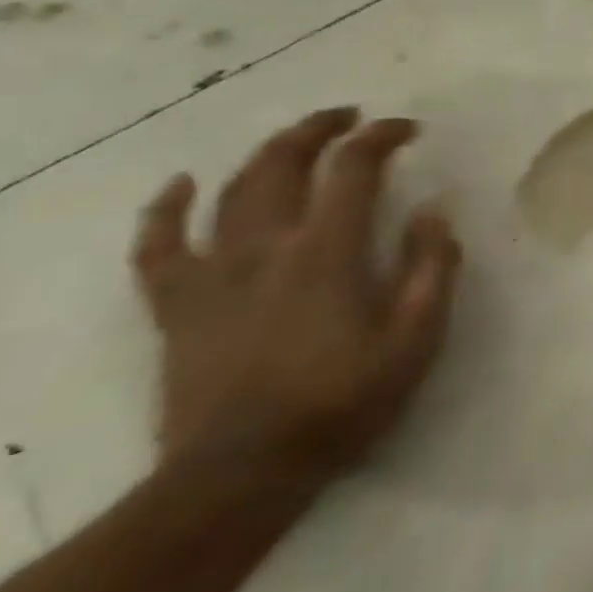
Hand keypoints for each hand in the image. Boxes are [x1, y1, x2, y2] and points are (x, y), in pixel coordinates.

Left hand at [131, 107, 461, 484]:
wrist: (241, 475)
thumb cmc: (342, 402)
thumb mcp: (416, 338)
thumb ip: (431, 266)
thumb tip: (434, 209)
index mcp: (327, 252)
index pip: (354, 168)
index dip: (382, 136)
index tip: (408, 129)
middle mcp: (266, 248)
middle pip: (284, 164)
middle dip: (320, 129)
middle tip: (351, 117)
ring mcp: (214, 274)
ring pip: (232, 191)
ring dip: (267, 154)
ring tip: (296, 138)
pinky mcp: (178, 306)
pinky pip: (158, 248)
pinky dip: (165, 210)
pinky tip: (181, 184)